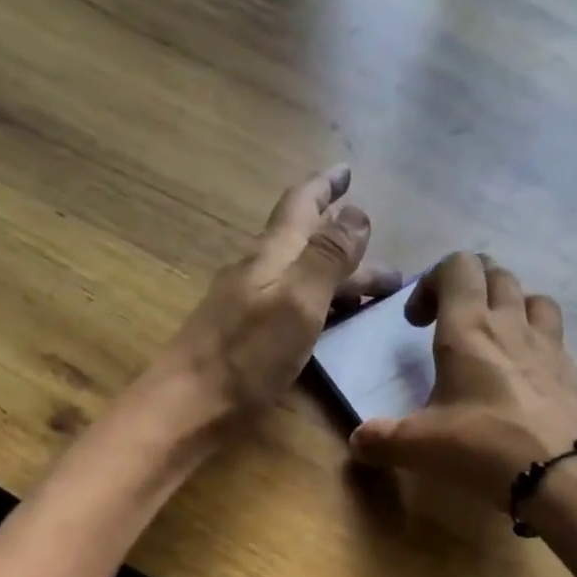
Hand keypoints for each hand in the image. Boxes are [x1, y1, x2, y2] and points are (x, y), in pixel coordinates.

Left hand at [154, 164, 400, 429]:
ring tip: (370, 296)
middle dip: (348, 248)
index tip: (348, 170)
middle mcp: (258, 271)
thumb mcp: (297, 301)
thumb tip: (358, 212)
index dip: (326, 186)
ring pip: (300, 277)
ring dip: (336, 279)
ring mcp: (247, 304)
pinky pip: (291, 305)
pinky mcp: (244, 336)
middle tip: (389, 269)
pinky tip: (326, 322)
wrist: (187, 407)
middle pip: (307, 245)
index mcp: (271, 255)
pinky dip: (319, 304)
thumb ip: (327, 256)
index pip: (302, 205)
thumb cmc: (246, 356)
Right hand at [347, 252, 576, 505]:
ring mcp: (547, 344)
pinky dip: (536, 338)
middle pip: (495, 273)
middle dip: (468, 288)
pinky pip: (554, 333)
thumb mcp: (420, 445)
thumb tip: (357, 442)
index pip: (457, 266)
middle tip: (450, 324)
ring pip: (531, 296)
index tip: (417, 322)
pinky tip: (524, 371)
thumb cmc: (481, 445)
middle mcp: (510, 323)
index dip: (432, 282)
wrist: (555, 473)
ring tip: (494, 337)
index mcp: (469, 328)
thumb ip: (382, 439)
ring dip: (509, 305)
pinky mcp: (569, 370)